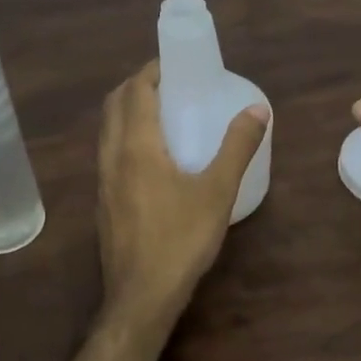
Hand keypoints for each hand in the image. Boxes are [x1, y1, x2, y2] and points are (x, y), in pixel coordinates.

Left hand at [98, 61, 269, 335]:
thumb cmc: (181, 239)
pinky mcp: (103, 202)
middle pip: (114, 105)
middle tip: (168, 83)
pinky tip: (150, 156)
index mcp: (136, 146)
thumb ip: (237, 147)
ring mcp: (102, 181)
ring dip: (127, 111)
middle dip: (136, 85)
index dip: (151, 71)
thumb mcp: (217, 191)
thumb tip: (257, 109)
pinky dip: (124, 136)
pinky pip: (108, 153)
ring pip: (107, 130)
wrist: (141, 297)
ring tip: (160, 113)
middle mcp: (112, 157)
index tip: (173, 63)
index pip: (135, 92)